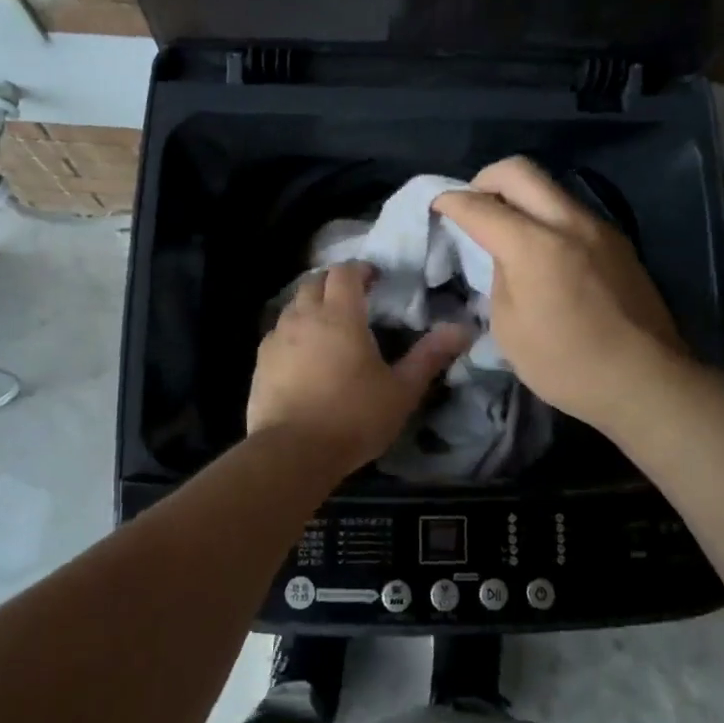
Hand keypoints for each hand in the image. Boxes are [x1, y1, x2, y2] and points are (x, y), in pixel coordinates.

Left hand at [247, 261, 469, 474]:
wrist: (292, 453)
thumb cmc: (354, 416)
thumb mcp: (401, 390)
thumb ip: (430, 356)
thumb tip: (463, 328)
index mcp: (340, 315)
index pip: (345, 272)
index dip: (360, 270)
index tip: (374, 279)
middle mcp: (304, 316)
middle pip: (314, 281)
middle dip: (334, 282)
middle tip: (353, 298)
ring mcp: (277, 338)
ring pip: (293, 306)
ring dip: (311, 305)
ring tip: (328, 326)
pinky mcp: (260, 362)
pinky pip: (278, 334)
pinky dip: (293, 332)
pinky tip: (303, 356)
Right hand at [435, 157, 683, 429]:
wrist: (647, 381)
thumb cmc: (567, 365)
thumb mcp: (510, 328)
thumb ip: (500, 278)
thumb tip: (505, 256)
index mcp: (535, 246)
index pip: (480, 206)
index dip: (451, 202)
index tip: (437, 206)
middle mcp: (569, 223)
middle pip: (519, 171)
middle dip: (484, 179)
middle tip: (472, 205)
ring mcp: (599, 228)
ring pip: (549, 187)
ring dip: (519, 196)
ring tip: (506, 228)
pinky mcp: (618, 242)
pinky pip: (570, 211)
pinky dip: (545, 216)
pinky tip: (541, 250)